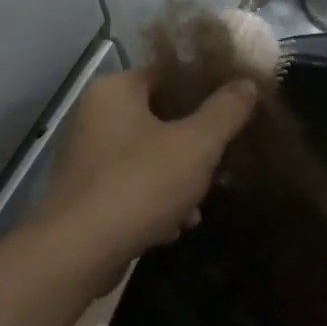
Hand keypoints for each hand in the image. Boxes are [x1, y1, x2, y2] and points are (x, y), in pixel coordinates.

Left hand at [44, 67, 257, 266]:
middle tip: (218, 169)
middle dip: (193, 150)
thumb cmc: (142, 184)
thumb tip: (245, 84)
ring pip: (147, 160)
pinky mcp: (84, 195)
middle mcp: (93, 117)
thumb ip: (226, 112)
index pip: (166, 75)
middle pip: (159, 122)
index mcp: (115, 91)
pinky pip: (129, 188)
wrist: (81, 250)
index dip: (203, 91)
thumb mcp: (197, 145)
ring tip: (195, 211)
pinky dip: (152, 205)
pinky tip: (170, 229)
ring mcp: (86, 158)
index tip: (232, 112)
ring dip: (176, 184)